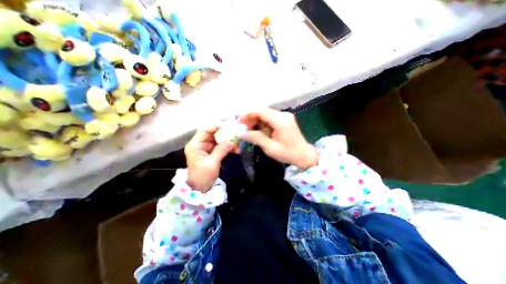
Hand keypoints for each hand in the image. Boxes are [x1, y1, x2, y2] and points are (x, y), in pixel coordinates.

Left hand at [186, 127, 238, 192]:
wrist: (200, 189)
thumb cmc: (202, 176)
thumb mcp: (212, 163)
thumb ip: (221, 150)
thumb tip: (232, 142)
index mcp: (195, 145)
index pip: (204, 130)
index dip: (215, 127)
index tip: (228, 128)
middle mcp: (200, 144)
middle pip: (212, 134)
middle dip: (224, 135)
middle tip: (235, 136)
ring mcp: (206, 149)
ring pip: (218, 140)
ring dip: (227, 142)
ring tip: (237, 145)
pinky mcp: (211, 153)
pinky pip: (220, 147)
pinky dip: (227, 147)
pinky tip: (235, 149)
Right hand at [240, 108, 316, 169]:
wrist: (304, 155)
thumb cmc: (288, 154)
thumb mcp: (270, 148)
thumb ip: (255, 138)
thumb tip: (241, 132)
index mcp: (280, 121)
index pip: (261, 111)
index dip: (248, 114)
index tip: (239, 121)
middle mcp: (283, 115)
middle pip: (262, 111)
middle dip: (250, 118)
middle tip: (243, 128)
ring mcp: (284, 116)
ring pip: (265, 114)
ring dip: (255, 121)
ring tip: (249, 130)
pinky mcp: (284, 119)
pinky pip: (269, 118)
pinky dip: (262, 123)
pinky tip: (258, 130)